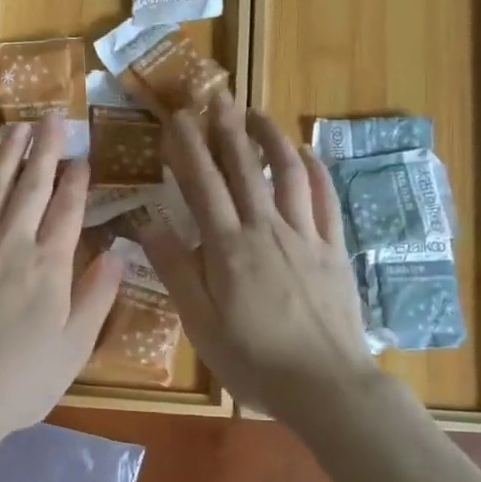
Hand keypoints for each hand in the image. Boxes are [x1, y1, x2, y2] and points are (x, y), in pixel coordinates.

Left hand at [0, 113, 122, 447]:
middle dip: (45, 151)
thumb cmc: (21, 381)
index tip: (84, 156)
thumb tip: (117, 252)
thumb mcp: (75, 347)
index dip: (77, 181)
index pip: (68, 210)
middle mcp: (11, 244)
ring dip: (4, 157)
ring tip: (15, 127)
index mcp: (49, 265)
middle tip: (53, 118)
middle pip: (32, 188)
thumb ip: (97, 296)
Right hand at [135, 96, 377, 425]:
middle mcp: (266, 228)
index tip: (177, 117)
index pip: (203, 184)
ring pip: (288, 173)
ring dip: (271, 138)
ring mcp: (306, 236)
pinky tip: (307, 154)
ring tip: (257, 114)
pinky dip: (315, 171)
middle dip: (227, 128)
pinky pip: (326, 199)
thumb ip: (175, 269)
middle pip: (244, 167)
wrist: (325, 385)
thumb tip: (146, 221)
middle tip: (216, 96)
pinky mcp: (334, 249)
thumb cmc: (253, 359)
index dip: (188, 147)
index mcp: (228, 246)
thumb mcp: (199, 322)